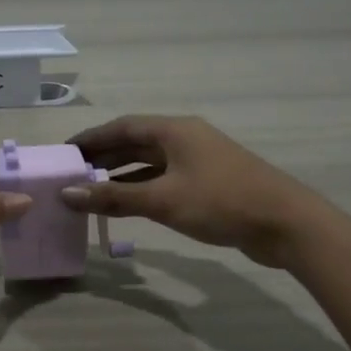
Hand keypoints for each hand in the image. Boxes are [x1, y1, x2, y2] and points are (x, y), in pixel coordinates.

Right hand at [59, 115, 320, 267]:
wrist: (285, 224)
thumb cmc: (220, 202)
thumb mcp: (162, 200)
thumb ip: (113, 198)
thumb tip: (67, 194)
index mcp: (175, 130)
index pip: (122, 127)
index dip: (91, 139)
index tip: (65, 153)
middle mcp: (186, 138)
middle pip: (135, 142)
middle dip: (103, 157)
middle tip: (72, 174)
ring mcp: (200, 160)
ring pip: (150, 162)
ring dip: (122, 174)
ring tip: (92, 190)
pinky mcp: (209, 183)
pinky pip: (165, 179)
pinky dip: (142, 188)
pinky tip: (127, 204)